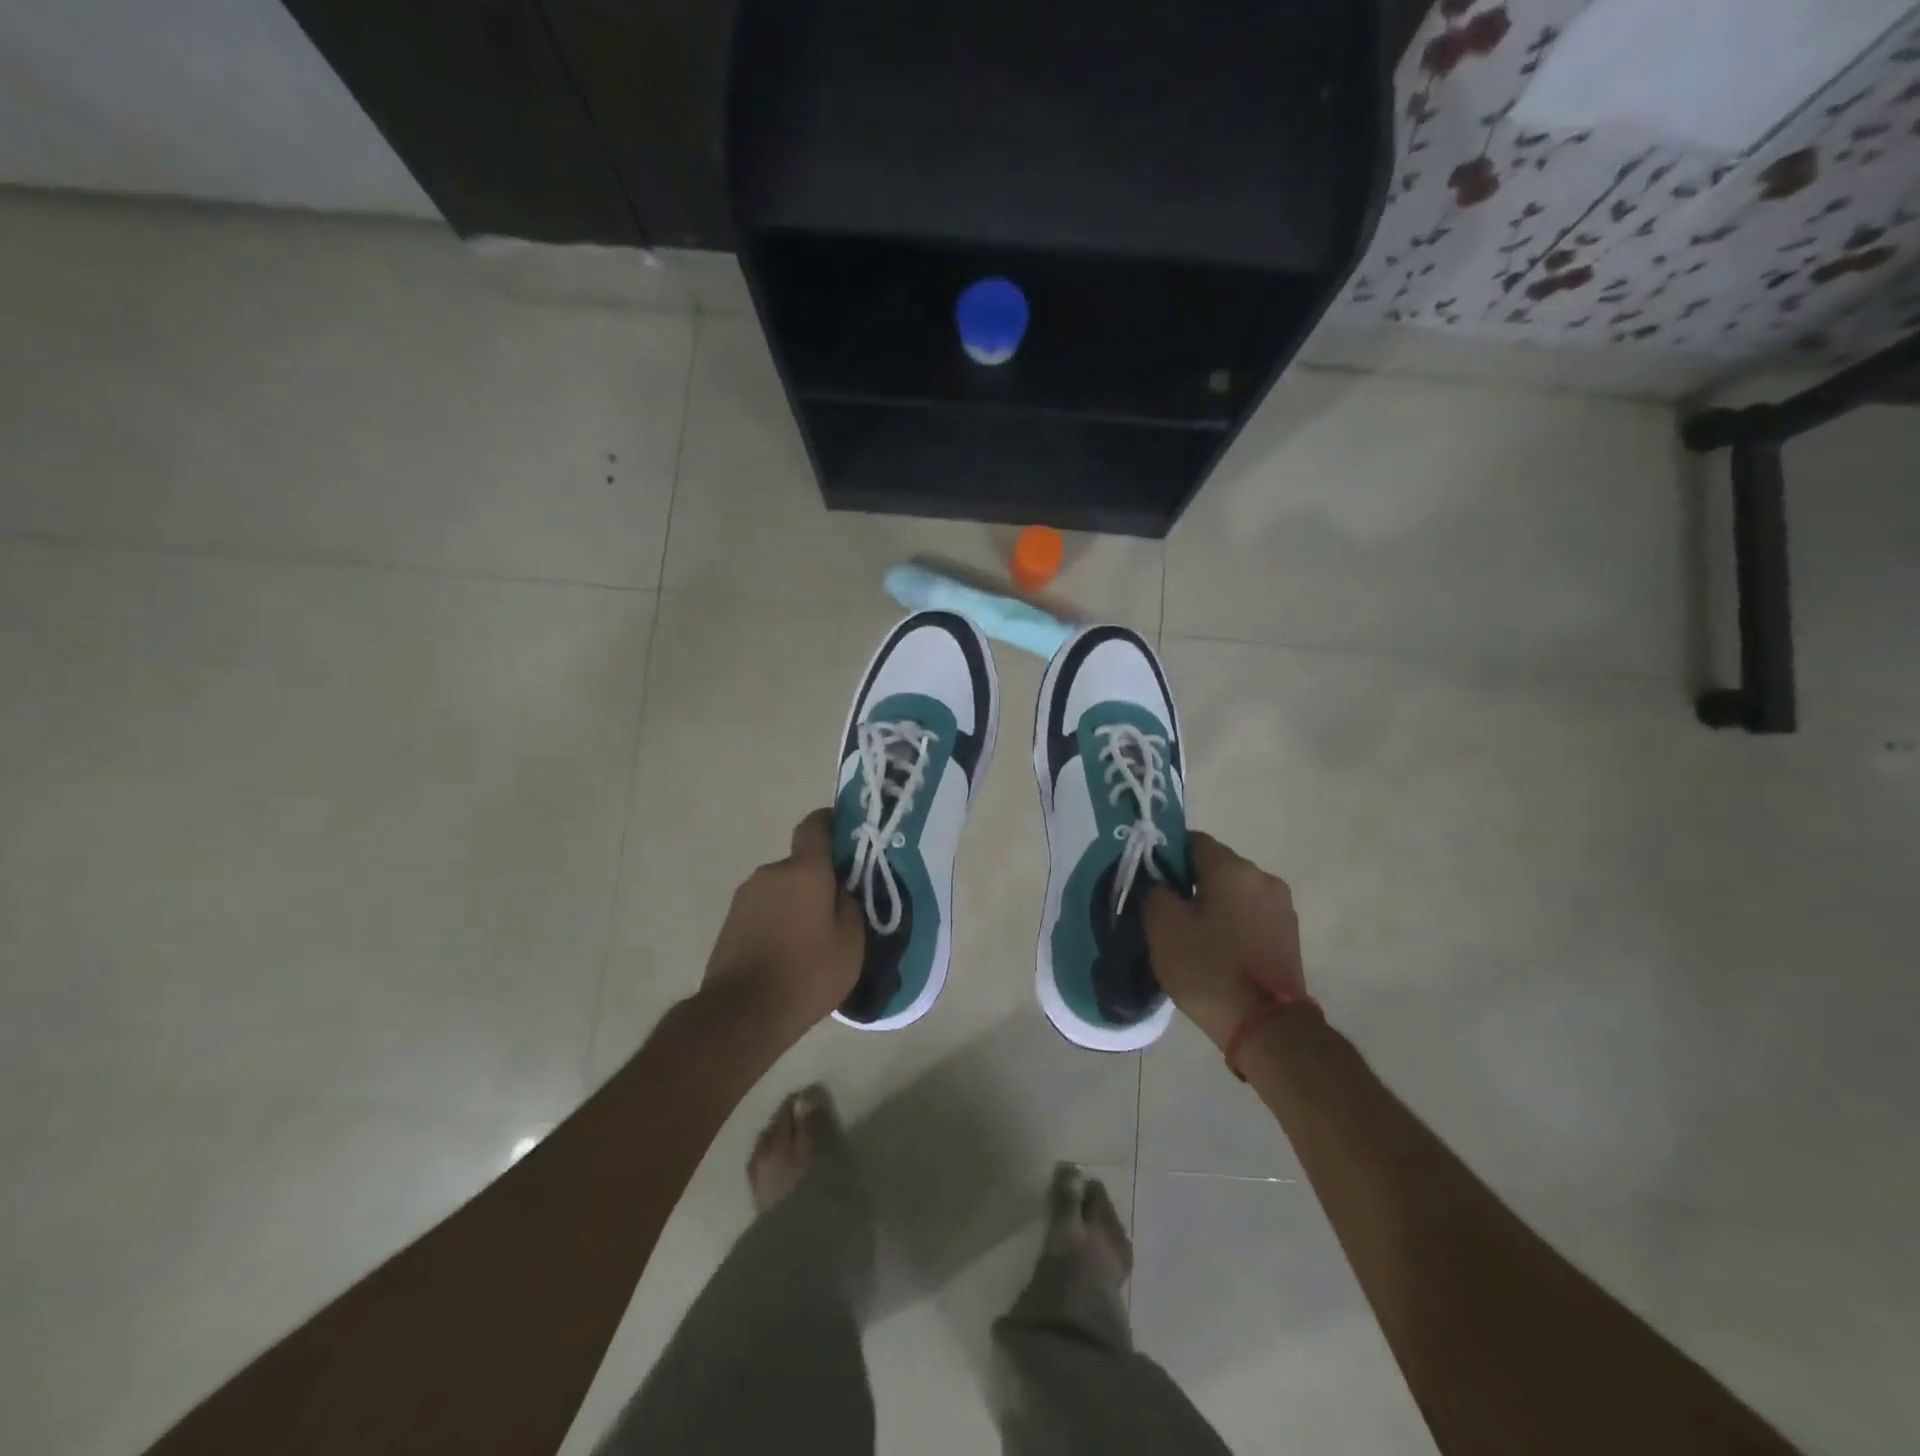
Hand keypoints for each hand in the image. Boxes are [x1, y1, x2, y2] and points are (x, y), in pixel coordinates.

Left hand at [702, 809, 865, 1043]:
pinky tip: (787, 954)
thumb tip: (841, 891)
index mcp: (804, 870)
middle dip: (818, 880)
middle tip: (837, 912)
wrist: (742, 1013)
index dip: (832, 823)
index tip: (847, 836)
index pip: (816, 825)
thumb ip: (850, 905)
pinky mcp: (730, 921)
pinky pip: (764, 910)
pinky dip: (778, 921)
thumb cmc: (807, 973)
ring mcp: (746, 896)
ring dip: (796, 903)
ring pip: (782, 889)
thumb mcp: (851, 942)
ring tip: (811, 940)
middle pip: (801, 864)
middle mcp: (771, 872)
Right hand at [1144, 832, 1308, 1050]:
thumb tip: (1158, 880)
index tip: (1151, 880)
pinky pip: (1251, 915)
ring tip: (1193, 934)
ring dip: (1213, 904)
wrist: (1267, 1027)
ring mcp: (1281, 907)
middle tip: (1167, 910)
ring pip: (1234, 892)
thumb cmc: (1209, 968)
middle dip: (1190, 881)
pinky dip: (1233, 923)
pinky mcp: (1289, 935)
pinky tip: (1218, 949)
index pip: (1192, 841)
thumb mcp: (1163, 927)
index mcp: (1232, 868)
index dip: (1166, 856)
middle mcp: (1262, 878)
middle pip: (1216, 866)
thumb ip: (1154, 890)